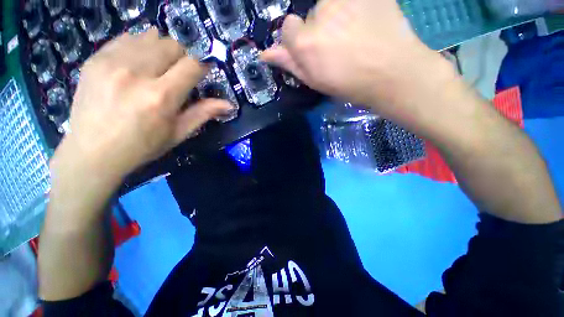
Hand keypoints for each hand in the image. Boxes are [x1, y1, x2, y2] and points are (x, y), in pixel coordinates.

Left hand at [53, 29, 231, 180]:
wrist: (92, 152)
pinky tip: (138, 63)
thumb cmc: (142, 146)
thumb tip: (229, 104)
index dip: (202, 66)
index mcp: (161, 96)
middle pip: (172, 45)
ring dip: (162, 49)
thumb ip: (204, 113)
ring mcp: (112, 62)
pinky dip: (140, 46)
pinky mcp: (95, 59)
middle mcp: (137, 73)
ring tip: (158, 67)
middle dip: (182, 57)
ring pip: (150, 36)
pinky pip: (127, 38)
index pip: (192, 65)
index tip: (202, 73)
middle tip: (179, 74)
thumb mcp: (178, 133)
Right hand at [262, 0, 454, 129]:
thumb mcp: (315, 81)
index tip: (313, 49)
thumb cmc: (349, 84)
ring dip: (338, 14)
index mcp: (306, 43)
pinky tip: (367, 21)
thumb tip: (265, 54)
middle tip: (340, 45)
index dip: (299, 39)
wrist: (392, 73)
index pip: (288, 27)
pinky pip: (351, 0)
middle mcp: (320, 13)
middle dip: (320, 28)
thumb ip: (290, 64)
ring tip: (356, 33)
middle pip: (311, 14)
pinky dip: (355, 7)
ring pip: (331, 3)